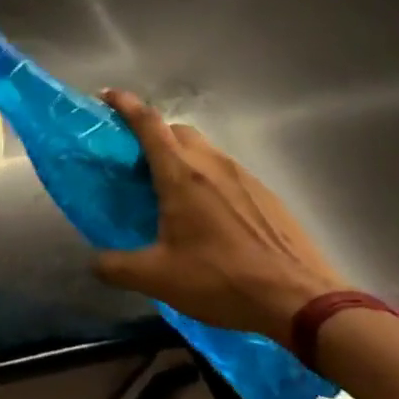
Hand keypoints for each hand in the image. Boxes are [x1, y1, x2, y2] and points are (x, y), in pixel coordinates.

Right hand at [93, 92, 346, 344]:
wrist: (305, 303)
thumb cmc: (223, 279)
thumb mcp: (159, 278)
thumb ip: (116, 267)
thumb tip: (93, 263)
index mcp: (180, 173)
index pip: (147, 122)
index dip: (125, 103)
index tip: (106, 95)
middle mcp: (211, 164)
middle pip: (176, 130)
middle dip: (153, 135)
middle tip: (138, 160)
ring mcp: (244, 177)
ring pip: (205, 150)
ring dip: (183, 157)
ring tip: (174, 191)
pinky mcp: (268, 196)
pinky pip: (228, 173)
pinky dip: (210, 179)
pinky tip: (212, 216)